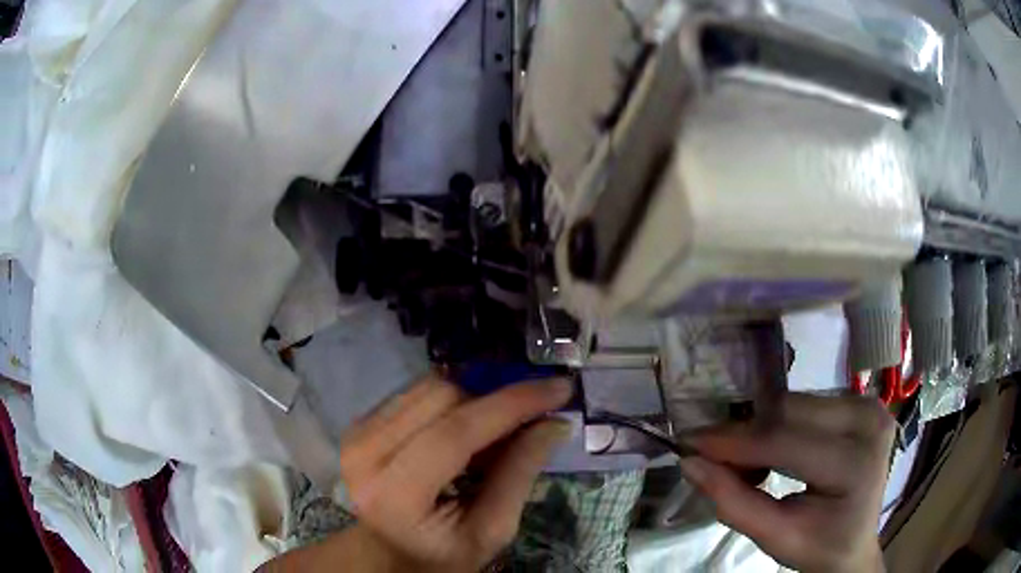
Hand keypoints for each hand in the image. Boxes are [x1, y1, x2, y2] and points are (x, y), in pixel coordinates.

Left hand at [339, 375, 573, 571]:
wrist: (386, 555)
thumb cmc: (440, 555)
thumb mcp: (490, 531)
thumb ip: (519, 474)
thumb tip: (554, 423)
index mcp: (396, 493)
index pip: (456, 432)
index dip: (512, 404)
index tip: (559, 387)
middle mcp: (365, 452)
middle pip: (442, 396)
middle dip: (494, 403)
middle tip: (527, 424)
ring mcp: (357, 433)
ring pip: (428, 387)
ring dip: (473, 402)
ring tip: (492, 437)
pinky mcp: (359, 424)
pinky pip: (415, 394)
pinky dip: (450, 406)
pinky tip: (462, 435)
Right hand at [679, 393, 894, 572]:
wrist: (855, 543)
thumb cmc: (818, 547)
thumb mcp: (774, 538)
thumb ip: (733, 502)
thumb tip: (690, 463)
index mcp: (855, 463)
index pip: (786, 441)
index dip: (735, 442)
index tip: (690, 443)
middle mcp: (868, 420)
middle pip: (790, 412)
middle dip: (745, 434)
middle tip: (714, 459)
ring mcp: (869, 405)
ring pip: (795, 403)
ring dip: (761, 428)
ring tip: (745, 462)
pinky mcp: (862, 402)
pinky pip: (807, 404)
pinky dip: (779, 425)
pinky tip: (773, 451)